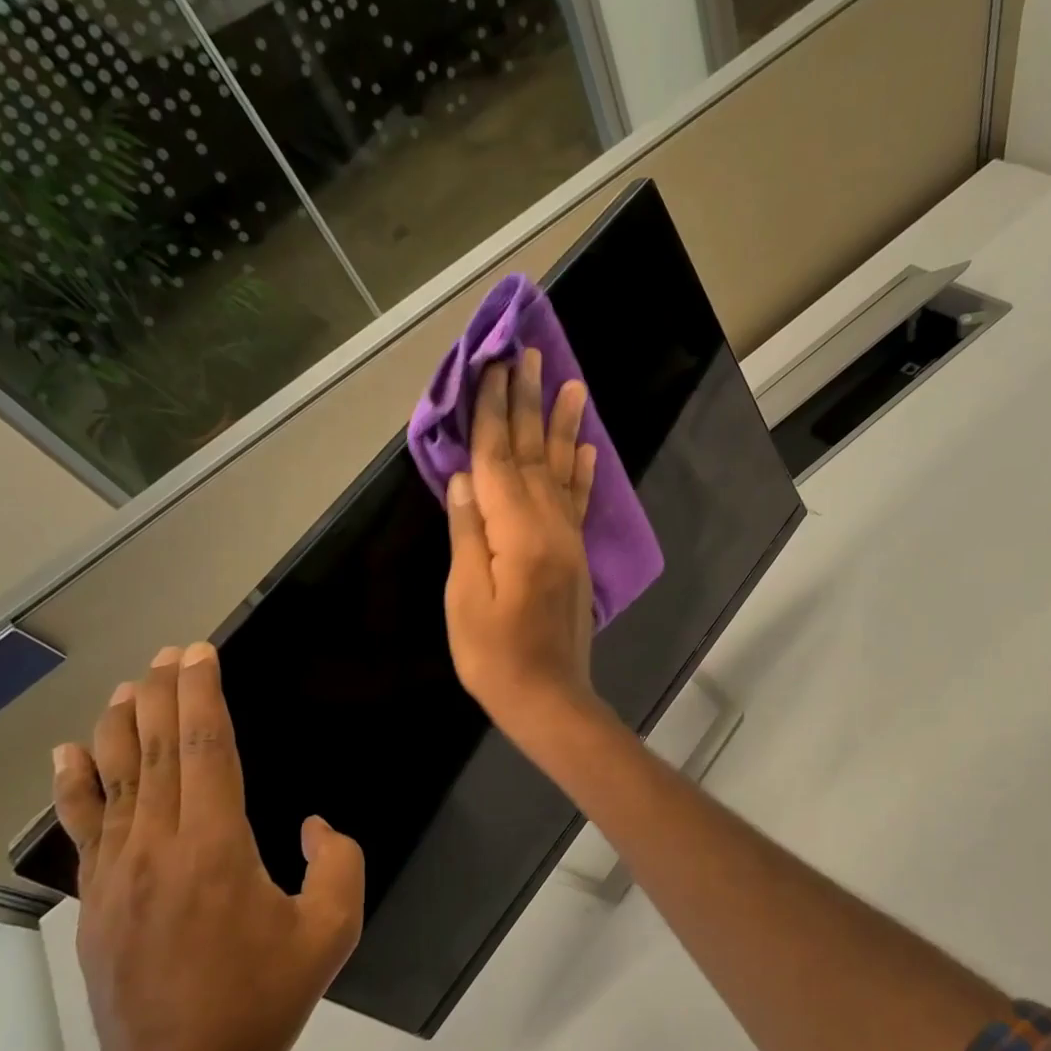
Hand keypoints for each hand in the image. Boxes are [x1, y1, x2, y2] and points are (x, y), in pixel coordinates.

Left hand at [52, 642, 363, 1050]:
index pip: (205, 749)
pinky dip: (75, 784)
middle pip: (154, 752)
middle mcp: (159, 846)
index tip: (199, 653)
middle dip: (160, 695)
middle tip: (166, 654)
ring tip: (125, 686)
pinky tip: (69, 753)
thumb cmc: (265, 996)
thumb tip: (312, 826)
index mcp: (217, 846)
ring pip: (115, 780)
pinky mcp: (96, 900)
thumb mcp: (333, 927)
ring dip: (119, 726)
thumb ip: (338, 861)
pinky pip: (84, 827)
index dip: (201, 695)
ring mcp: (118, 873)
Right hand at [444, 348, 600, 742]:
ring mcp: (568, 540)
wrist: (549, 698)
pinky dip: (582, 471)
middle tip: (527, 352)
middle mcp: (549, 526)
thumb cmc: (494, 656)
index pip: (497, 458)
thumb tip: (464, 476)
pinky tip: (586, 447)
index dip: (491, 411)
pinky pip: (579, 503)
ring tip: (569, 382)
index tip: (492, 364)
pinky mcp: (576, 557)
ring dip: (562, 425)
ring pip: (562, 470)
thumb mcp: (464, 597)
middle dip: (526, 402)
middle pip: (533, 453)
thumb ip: (467, 533)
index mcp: (516, 532)